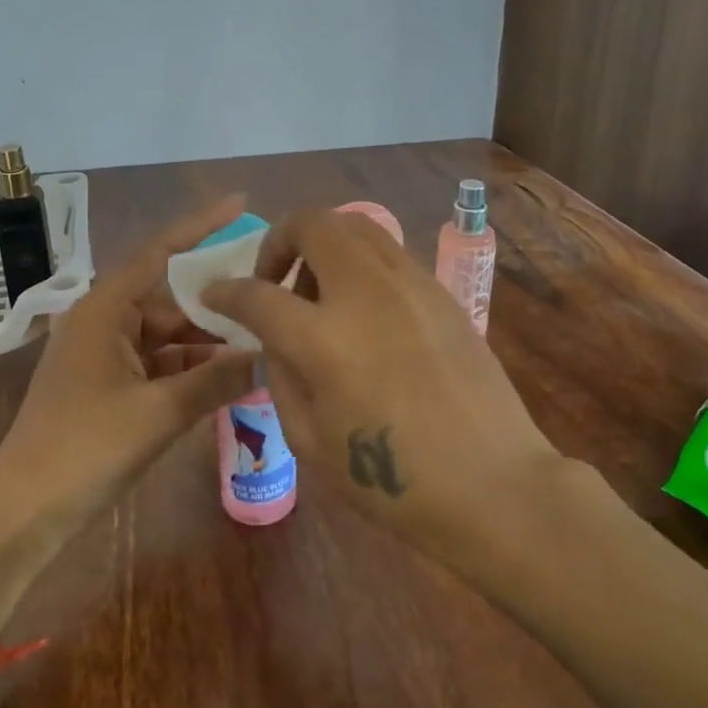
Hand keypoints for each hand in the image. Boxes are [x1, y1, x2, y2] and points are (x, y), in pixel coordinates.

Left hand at [0, 196, 259, 542]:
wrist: (23, 511)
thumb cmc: (85, 449)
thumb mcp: (159, 413)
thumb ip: (217, 380)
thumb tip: (271, 356)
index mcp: (105, 309)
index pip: (160, 252)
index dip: (202, 225)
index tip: (241, 203)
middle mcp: (104, 321)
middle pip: (172, 299)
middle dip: (218, 305)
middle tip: (271, 300)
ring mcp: (106, 354)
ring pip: (169, 335)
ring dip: (208, 343)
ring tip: (263, 342)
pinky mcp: (109, 385)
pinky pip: (159, 364)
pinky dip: (191, 370)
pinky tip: (231, 377)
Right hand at [202, 209, 565, 558]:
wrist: (492, 483)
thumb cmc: (393, 481)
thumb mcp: (310, 441)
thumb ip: (282, 375)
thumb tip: (276, 338)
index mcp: (324, 339)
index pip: (257, 293)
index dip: (226, 291)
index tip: (214, 294)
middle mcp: (365, 293)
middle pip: (313, 224)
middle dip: (279, 240)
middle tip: (275, 279)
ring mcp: (410, 285)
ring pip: (356, 226)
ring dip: (324, 245)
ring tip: (322, 292)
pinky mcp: (441, 292)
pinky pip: (389, 254)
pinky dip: (361, 264)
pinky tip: (366, 311)